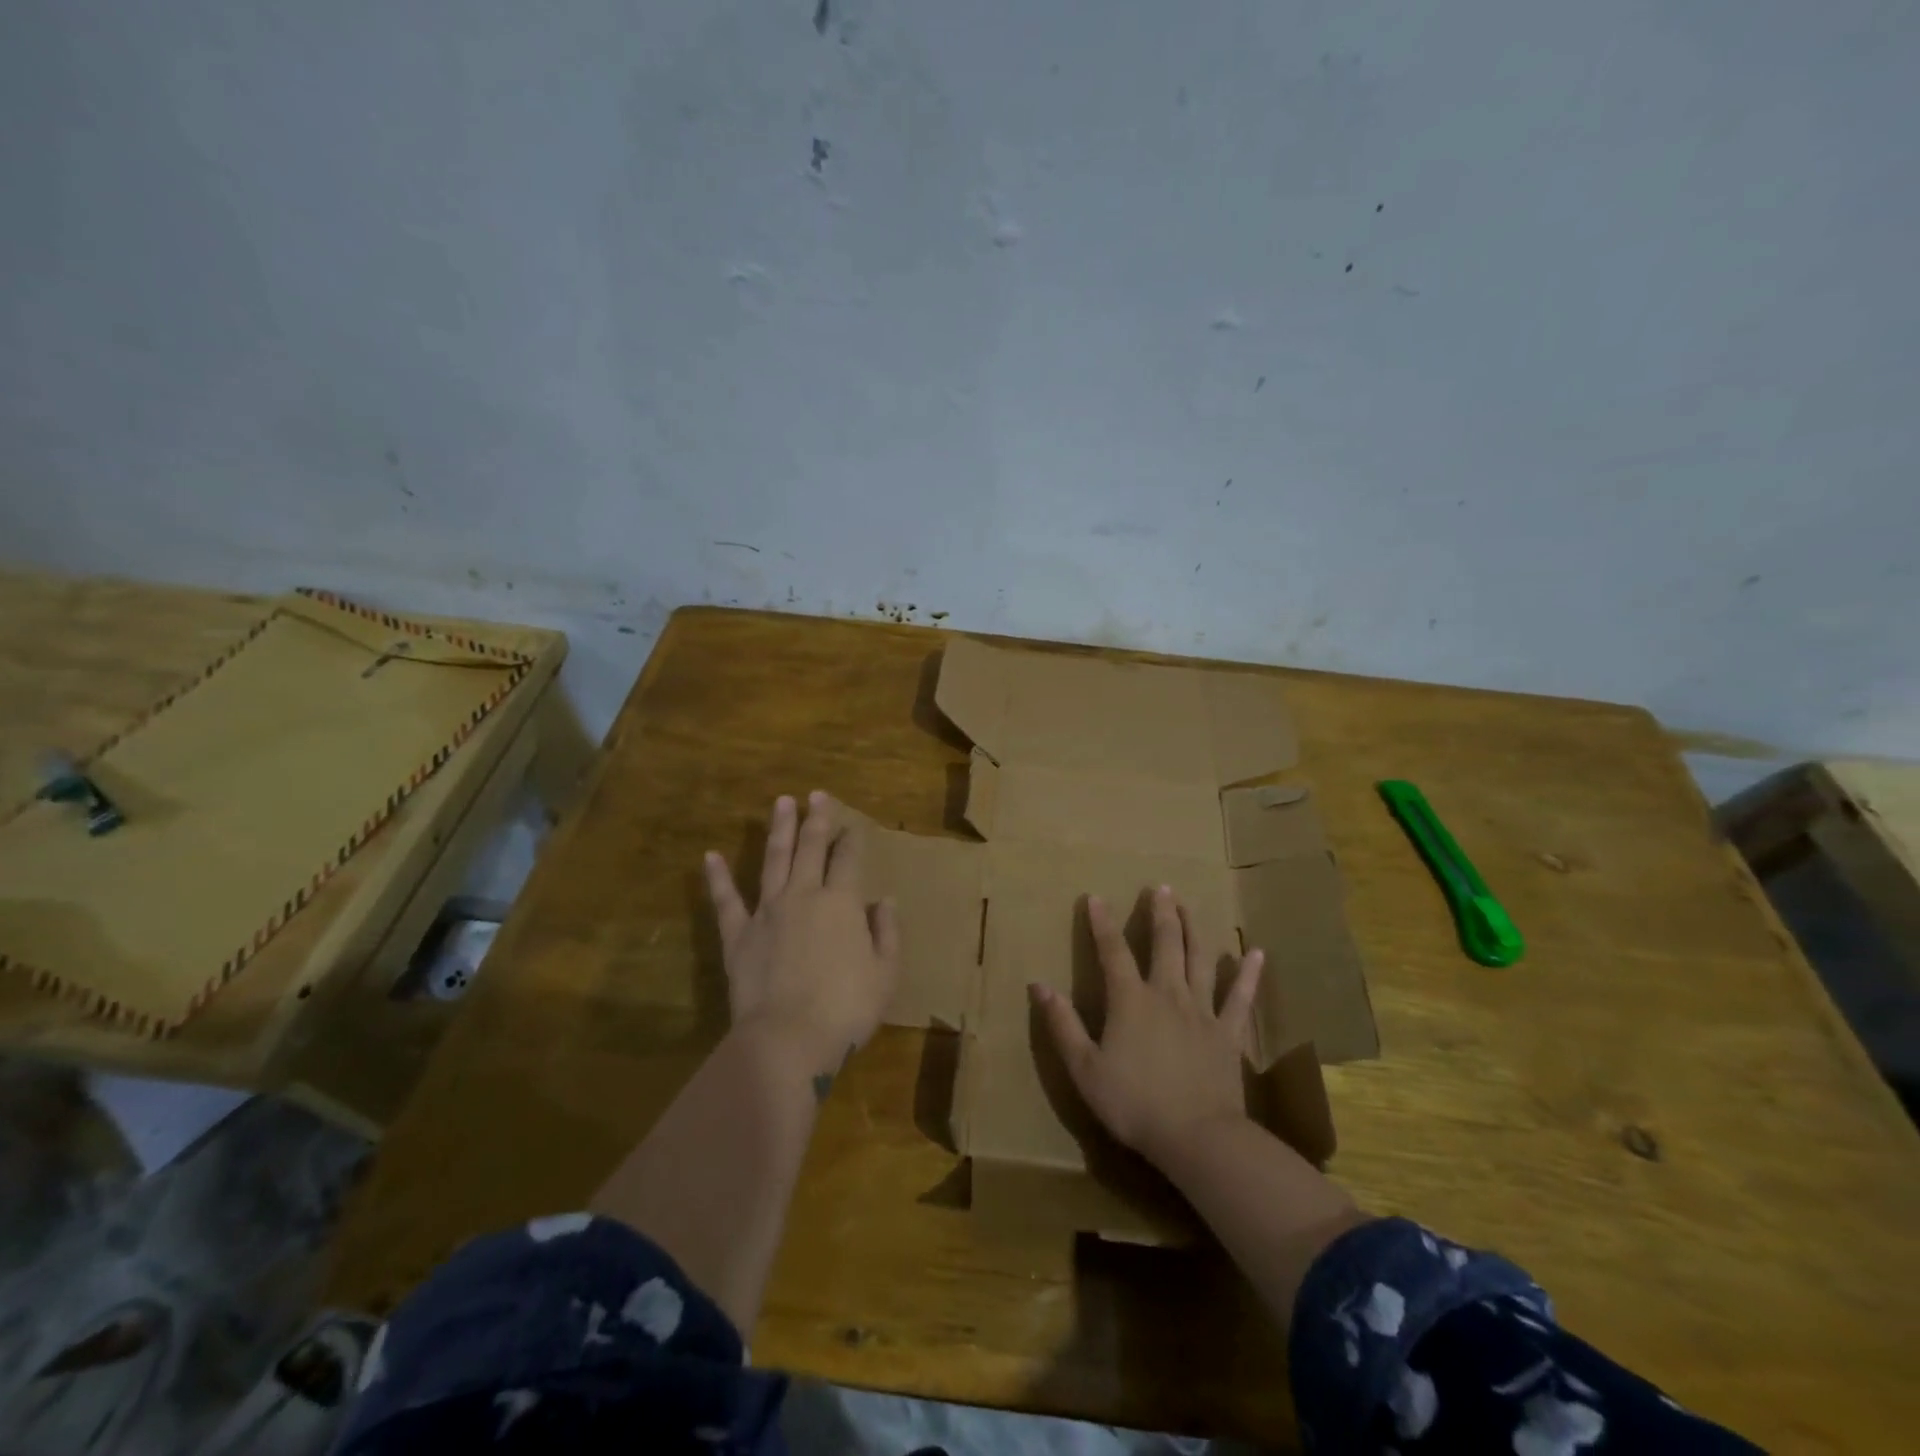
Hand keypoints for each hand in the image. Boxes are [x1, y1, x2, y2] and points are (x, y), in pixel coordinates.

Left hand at [704, 792, 899, 1072]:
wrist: (788, 1039)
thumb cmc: (846, 1009)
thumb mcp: (886, 973)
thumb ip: (887, 933)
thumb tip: (885, 901)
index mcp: (842, 903)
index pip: (849, 860)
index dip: (853, 839)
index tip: (854, 825)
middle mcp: (804, 895)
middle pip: (811, 848)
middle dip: (816, 819)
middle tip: (816, 795)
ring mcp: (767, 912)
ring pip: (774, 861)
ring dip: (779, 830)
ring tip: (781, 803)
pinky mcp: (738, 935)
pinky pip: (726, 901)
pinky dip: (718, 878)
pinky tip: (711, 856)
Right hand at [1030, 886, 1264, 1166]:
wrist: (1197, 1138)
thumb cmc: (1134, 1104)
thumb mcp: (1084, 1068)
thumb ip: (1062, 1024)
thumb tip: (1038, 985)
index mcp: (1130, 1001)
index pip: (1112, 951)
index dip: (1102, 923)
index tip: (1095, 897)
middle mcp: (1167, 994)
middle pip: (1164, 944)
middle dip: (1160, 913)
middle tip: (1160, 888)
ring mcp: (1202, 1012)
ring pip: (1200, 960)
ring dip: (1194, 929)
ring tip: (1190, 906)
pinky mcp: (1228, 1034)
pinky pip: (1240, 999)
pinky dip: (1249, 975)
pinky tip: (1256, 953)